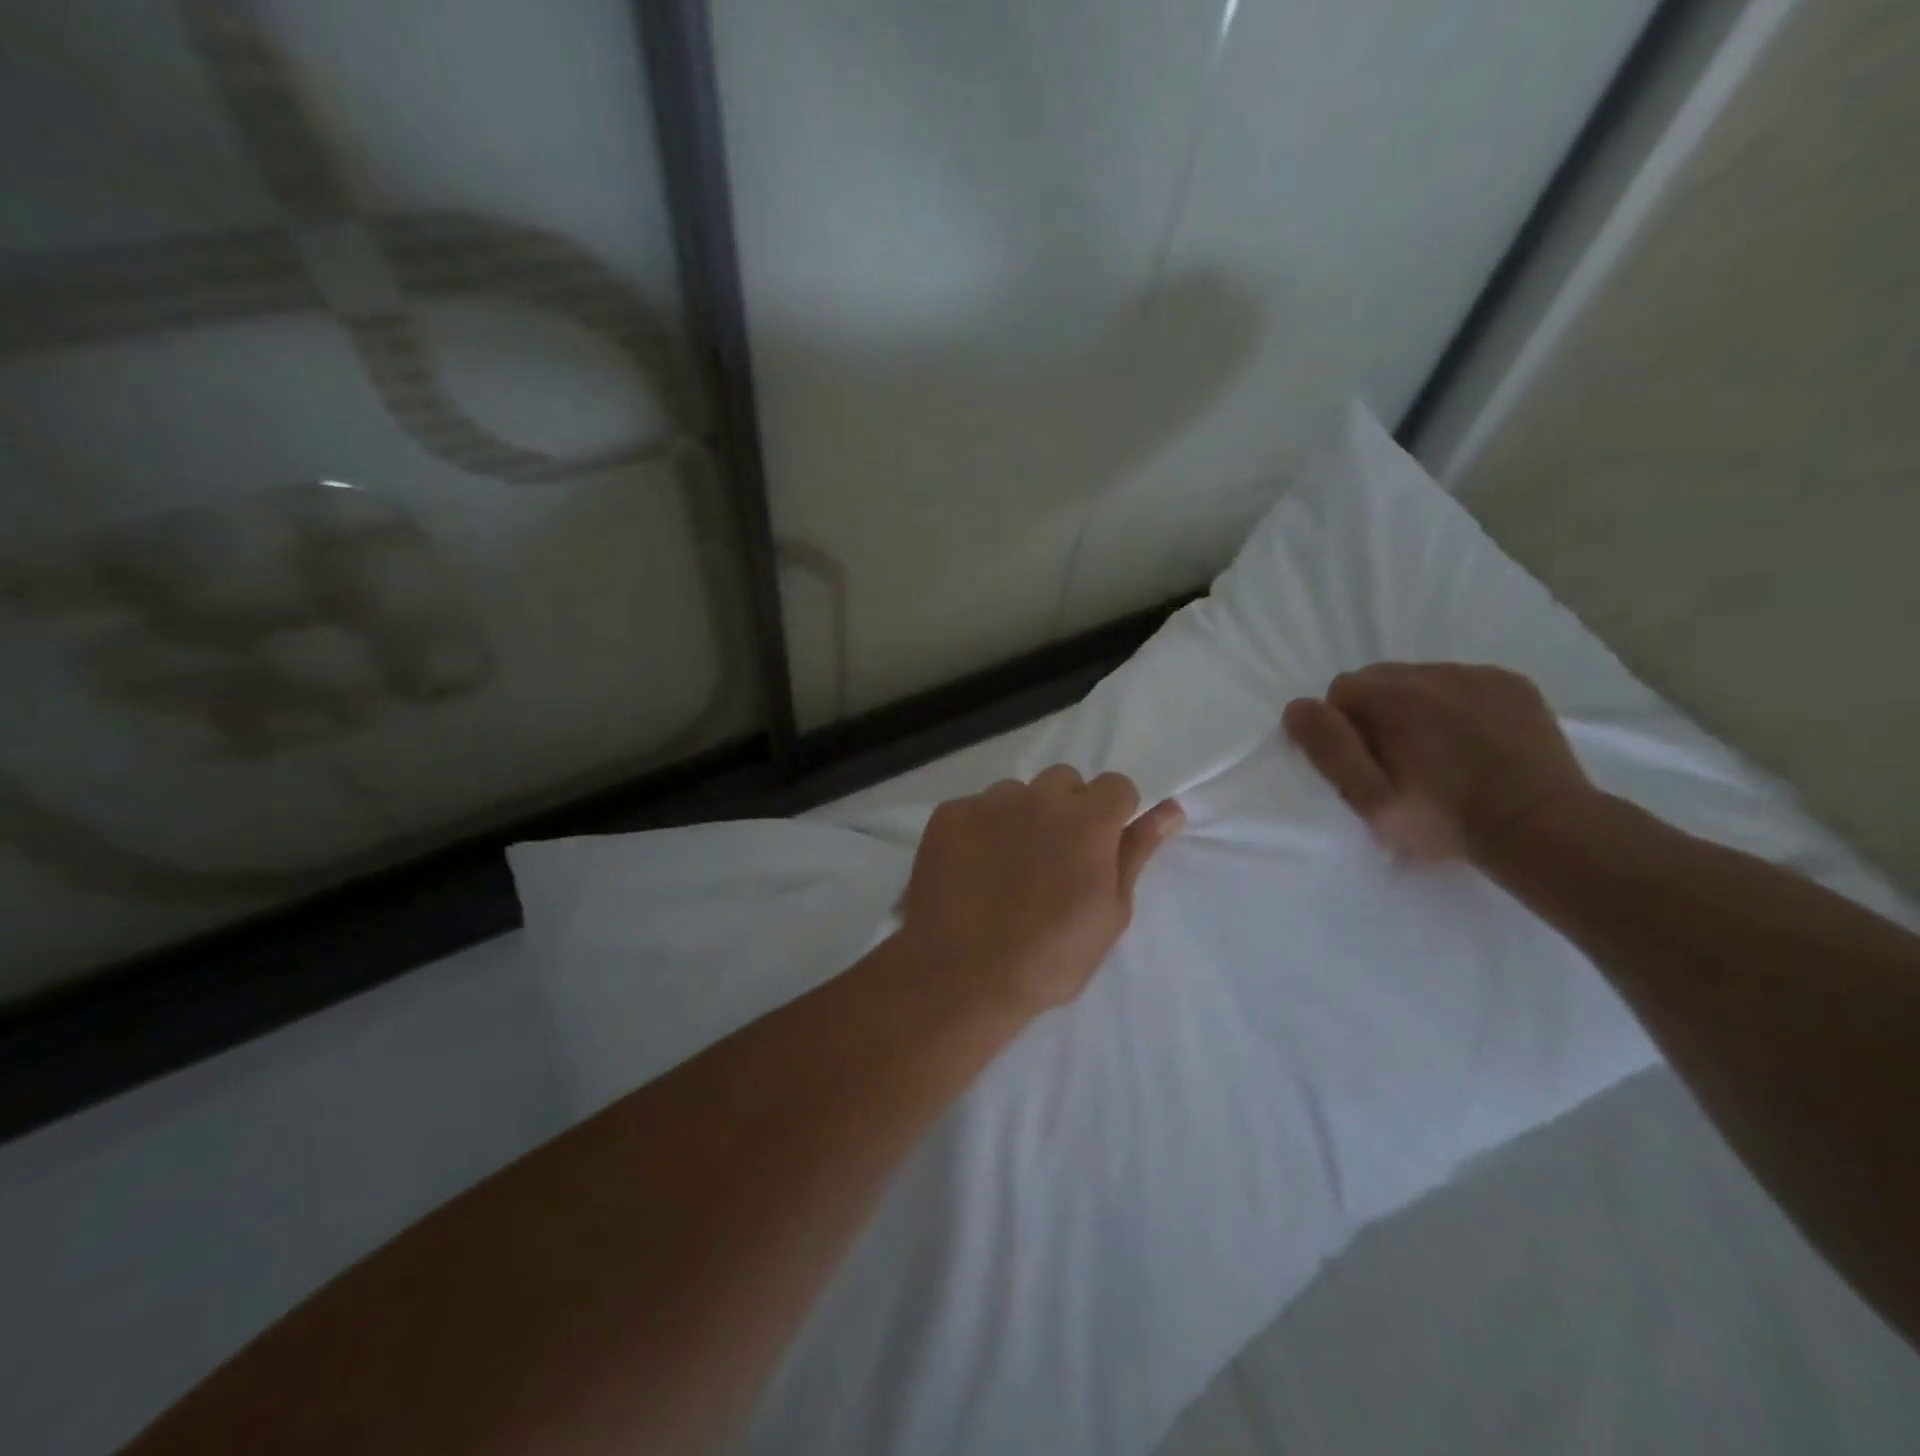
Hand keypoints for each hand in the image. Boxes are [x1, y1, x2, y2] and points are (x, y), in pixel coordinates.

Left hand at [897, 767, 1184, 1016]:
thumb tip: (1169, 809)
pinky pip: (974, 808)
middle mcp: (1039, 797)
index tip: (1100, 849)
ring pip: (1016, 793)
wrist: (962, 977)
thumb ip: (1137, 852)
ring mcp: (988, 802)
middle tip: (1054, 860)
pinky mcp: (948, 815)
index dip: (1112, 816)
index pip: (1116, 786)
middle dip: (1067, 810)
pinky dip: (979, 831)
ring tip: (1006, 868)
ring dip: (1020, 818)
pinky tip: (971, 870)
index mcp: (1088, 819)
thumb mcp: (1110, 912)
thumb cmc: (1050, 956)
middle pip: (1064, 782)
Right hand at [1282, 663, 1594, 862]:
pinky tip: (1471, 740)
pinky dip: (1456, 703)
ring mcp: (1479, 675)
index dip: (1343, 727)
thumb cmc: (1445, 819)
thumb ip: (1329, 749)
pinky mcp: (1513, 685)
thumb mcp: (1371, 798)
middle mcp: (1434, 672)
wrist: (1542, 829)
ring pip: (1422, 678)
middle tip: (1396, 759)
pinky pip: (1465, 682)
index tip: (1364, 764)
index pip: (1341, 690)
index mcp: (1394, 697)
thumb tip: (1297, 707)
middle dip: (1377, 711)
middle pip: (1380, 678)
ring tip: (1436, 752)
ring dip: (1415, 706)